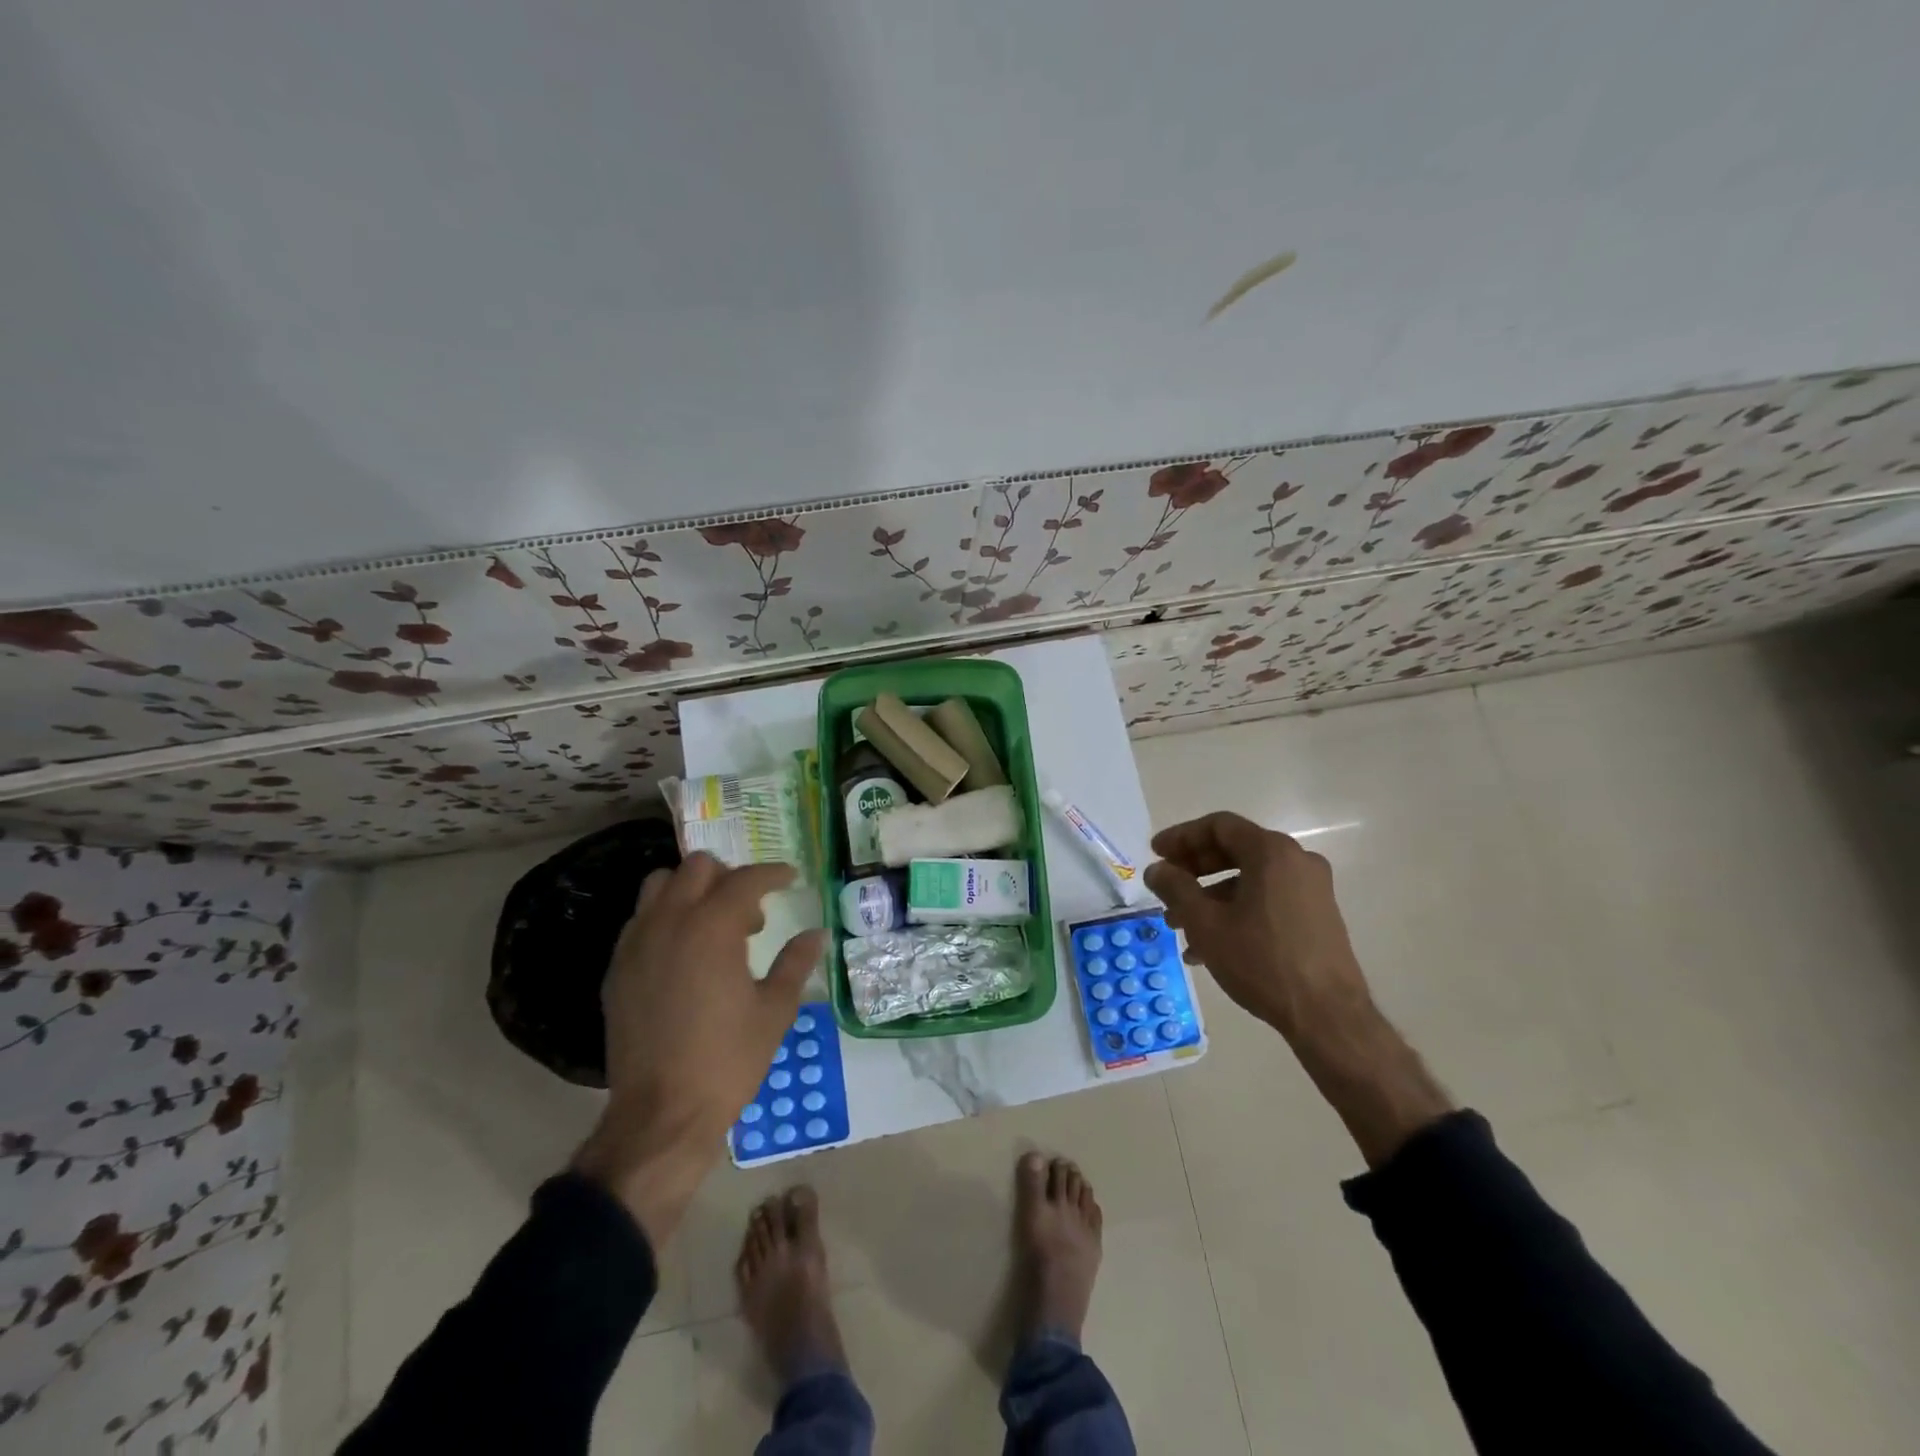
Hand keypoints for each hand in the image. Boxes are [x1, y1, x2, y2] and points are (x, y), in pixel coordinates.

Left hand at [573, 852, 825, 1244]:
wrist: (661, 1115)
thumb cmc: (728, 1060)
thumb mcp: (775, 1010)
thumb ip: (795, 963)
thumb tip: (816, 934)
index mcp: (712, 928)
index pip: (745, 879)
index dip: (772, 873)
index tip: (790, 878)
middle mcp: (670, 923)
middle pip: (697, 867)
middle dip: (729, 876)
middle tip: (751, 910)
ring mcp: (636, 944)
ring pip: (659, 885)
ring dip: (690, 890)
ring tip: (712, 924)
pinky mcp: (617, 969)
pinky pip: (640, 920)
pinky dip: (665, 917)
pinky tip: (684, 953)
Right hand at [1144, 812, 1450, 1167]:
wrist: (1328, 1016)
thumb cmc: (1261, 960)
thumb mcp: (1205, 923)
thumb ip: (1175, 888)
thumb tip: (1156, 870)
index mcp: (1271, 852)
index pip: (1218, 826)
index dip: (1181, 836)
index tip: (1155, 853)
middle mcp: (1297, 861)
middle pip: (1234, 849)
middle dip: (1194, 868)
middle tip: (1165, 885)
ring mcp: (1312, 889)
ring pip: (1249, 878)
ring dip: (1211, 895)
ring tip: (1180, 925)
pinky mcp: (1318, 915)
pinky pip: (1267, 898)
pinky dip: (1236, 910)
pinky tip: (1211, 946)